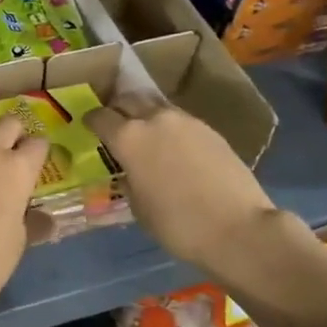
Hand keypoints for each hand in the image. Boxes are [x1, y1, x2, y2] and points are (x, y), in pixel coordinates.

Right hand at [88, 96, 276, 278]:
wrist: (237, 228)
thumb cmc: (177, 224)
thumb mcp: (139, 207)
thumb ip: (129, 179)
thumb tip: (131, 170)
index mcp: (128, 138)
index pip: (101, 116)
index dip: (92, 121)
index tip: (89, 126)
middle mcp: (154, 119)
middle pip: (128, 99)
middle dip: (118, 108)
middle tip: (115, 123)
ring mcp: (186, 121)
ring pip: (156, 105)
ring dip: (145, 114)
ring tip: (145, 133)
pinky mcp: (210, 129)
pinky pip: (180, 120)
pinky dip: (170, 127)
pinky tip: (173, 147)